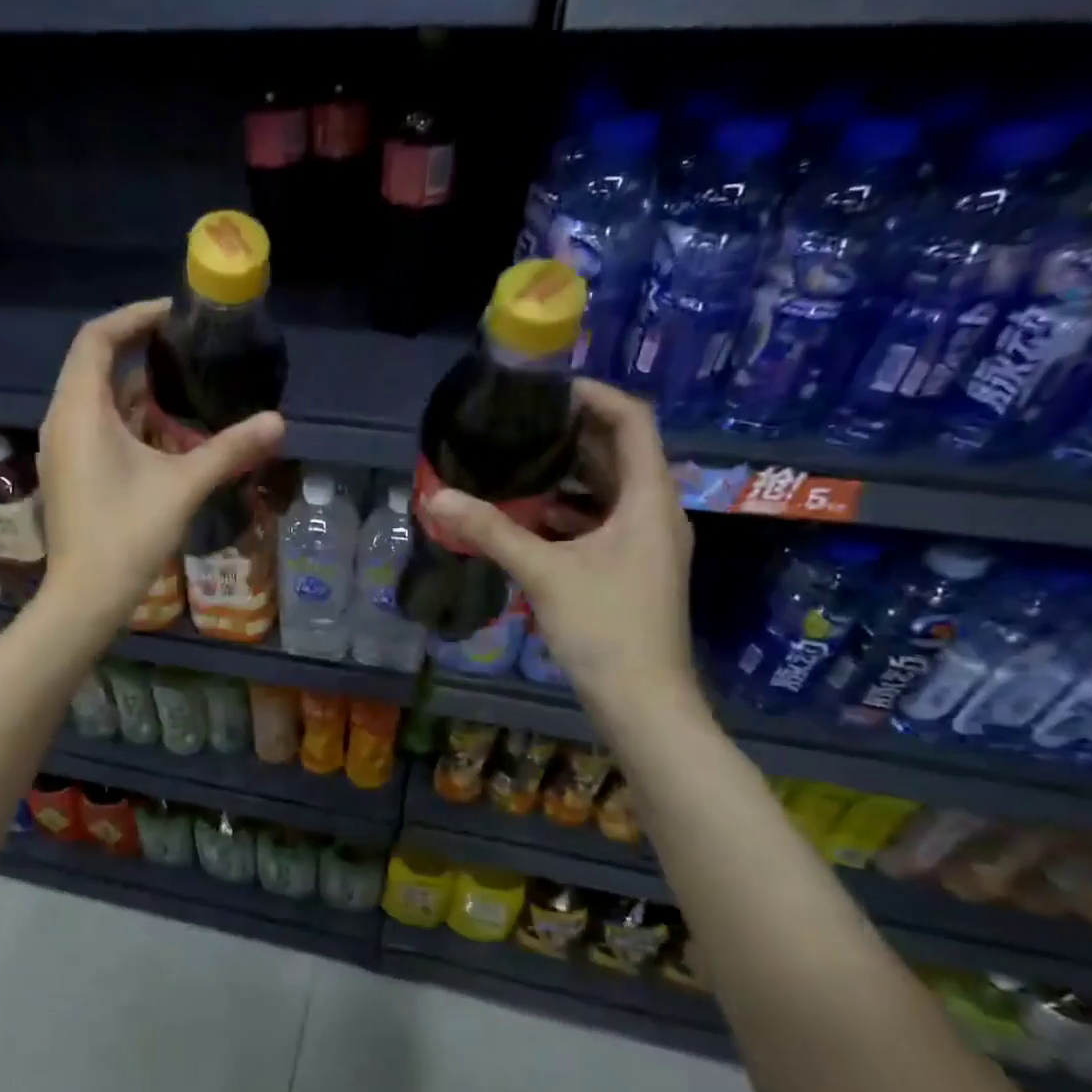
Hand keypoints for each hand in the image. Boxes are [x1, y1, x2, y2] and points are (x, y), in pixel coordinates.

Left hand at [36, 298, 284, 628]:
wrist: (86, 596)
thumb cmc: (128, 534)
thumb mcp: (183, 485)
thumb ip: (229, 449)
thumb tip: (278, 421)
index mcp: (80, 410)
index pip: (97, 338)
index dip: (134, 317)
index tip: (174, 315)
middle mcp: (62, 420)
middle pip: (95, 365)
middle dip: (139, 351)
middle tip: (185, 349)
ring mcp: (62, 449)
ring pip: (96, 400)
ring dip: (135, 390)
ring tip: (182, 389)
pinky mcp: (69, 473)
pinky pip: (95, 427)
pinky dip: (127, 420)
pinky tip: (164, 435)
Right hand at [425, 379, 697, 710]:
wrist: (642, 701)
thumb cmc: (605, 628)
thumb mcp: (544, 573)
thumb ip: (491, 531)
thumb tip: (436, 496)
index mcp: (649, 499)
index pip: (632, 421)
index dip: (594, 396)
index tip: (545, 390)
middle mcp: (654, 512)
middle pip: (618, 453)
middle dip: (571, 434)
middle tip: (517, 424)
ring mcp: (644, 543)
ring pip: (607, 490)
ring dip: (565, 474)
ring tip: (514, 463)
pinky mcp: (629, 568)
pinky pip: (599, 522)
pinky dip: (566, 511)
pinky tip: (524, 516)